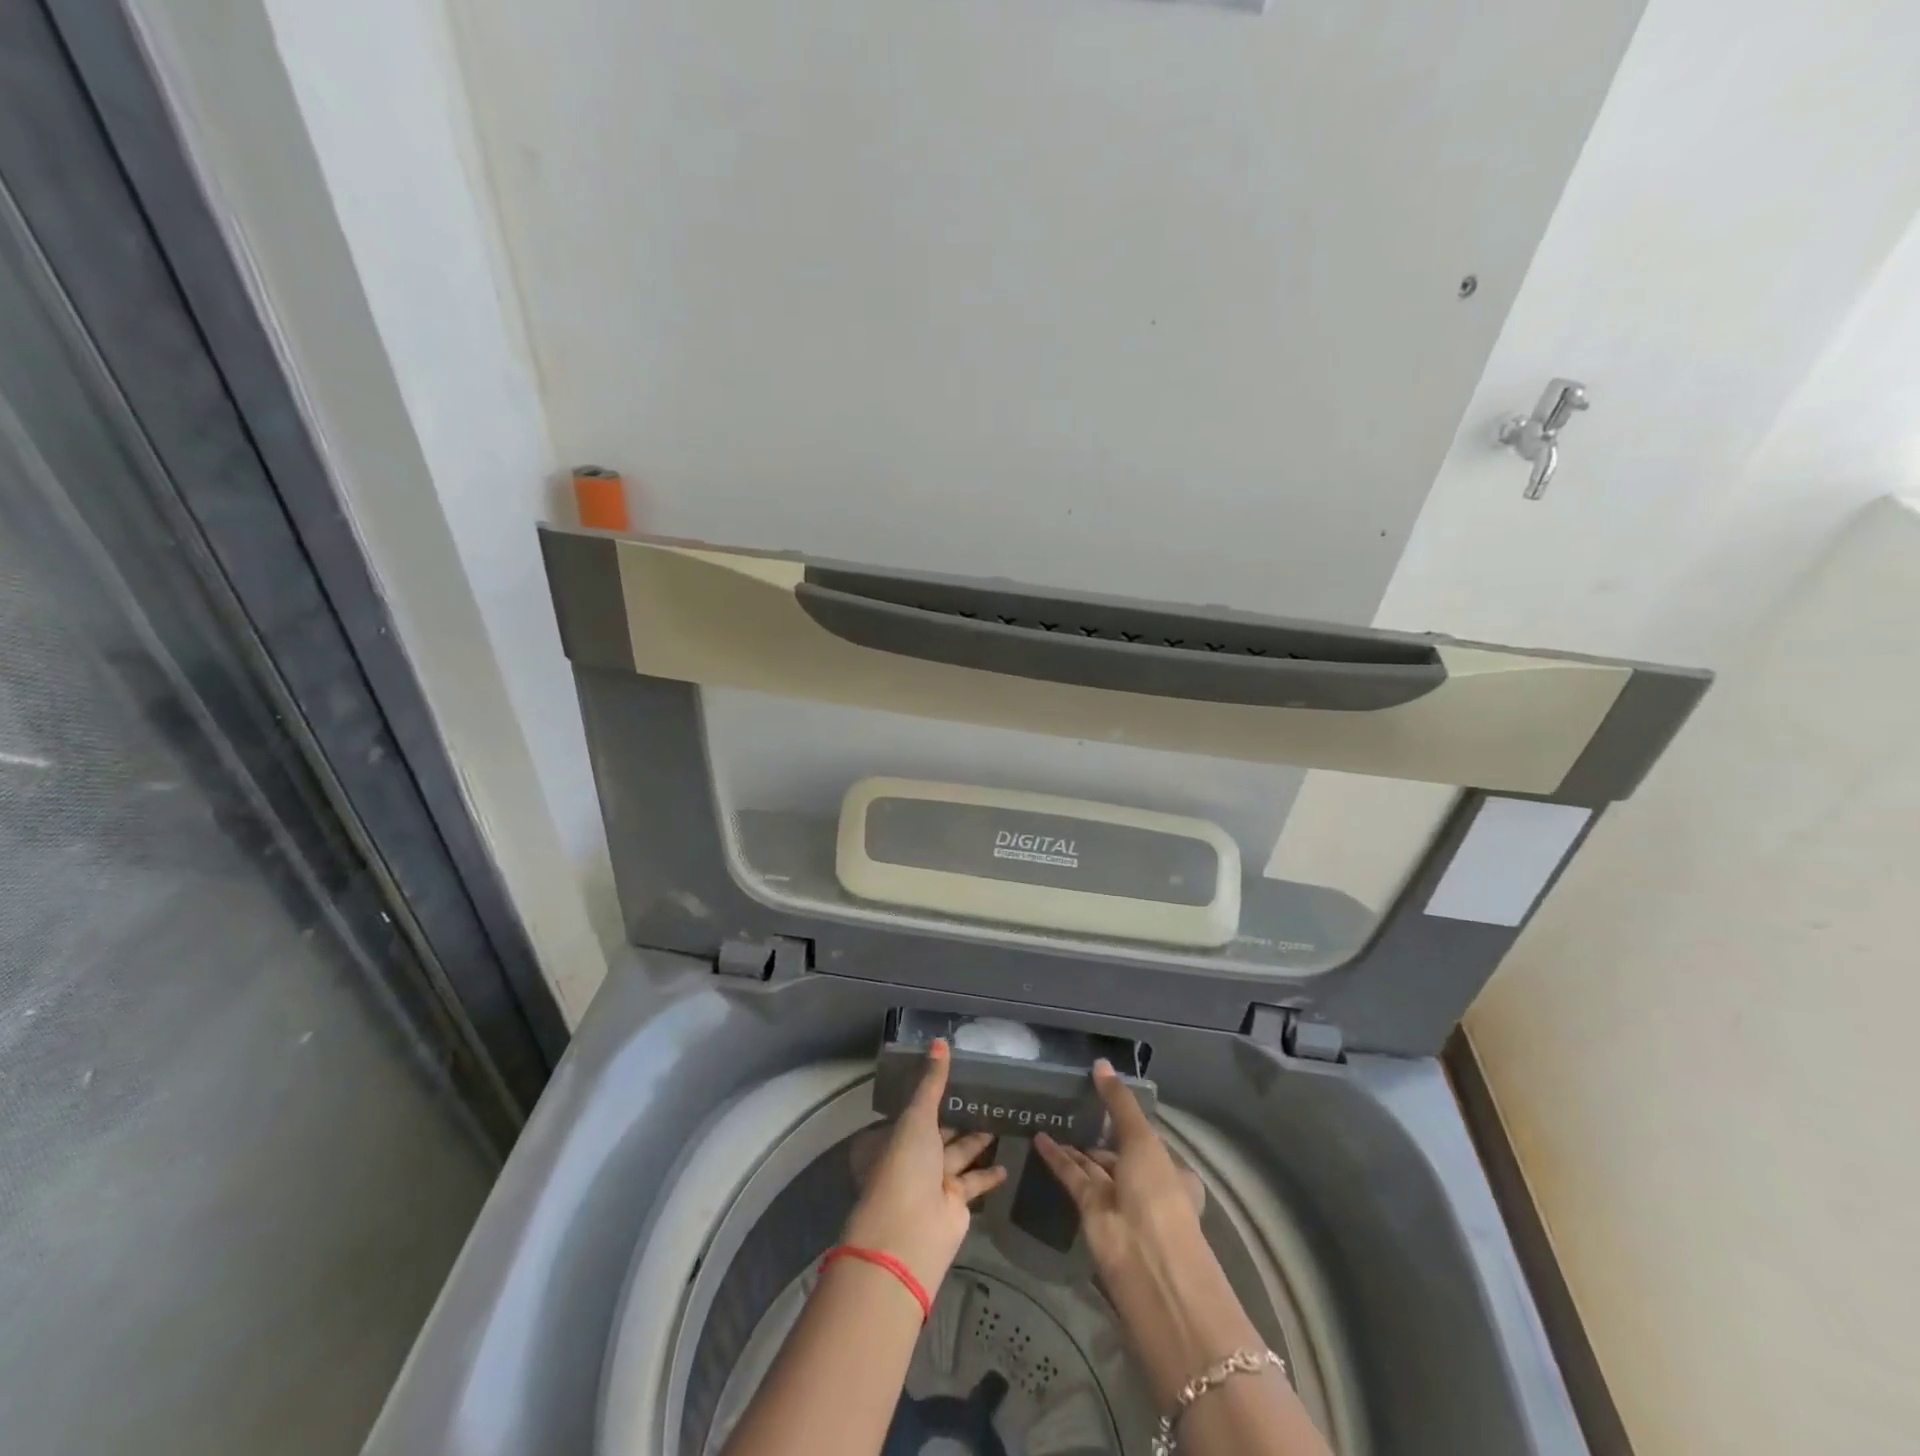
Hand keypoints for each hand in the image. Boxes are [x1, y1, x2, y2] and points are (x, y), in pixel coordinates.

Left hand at [842, 1039, 1007, 1296]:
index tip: (956, 1073)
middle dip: (958, 1115)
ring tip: (999, 1118)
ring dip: (977, 1139)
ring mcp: (934, 1181)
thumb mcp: (917, 1116)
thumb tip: (940, 1040)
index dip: (932, 1092)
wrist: (910, 1232)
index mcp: (897, 1134)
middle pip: (939, 1130)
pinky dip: (988, 1174)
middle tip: (985, 1092)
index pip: (915, 1108)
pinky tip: (1006, 1163)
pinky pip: (975, 1181)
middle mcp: (913, 1156)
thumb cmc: (905, 1165)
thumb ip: (932, 1082)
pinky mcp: (956, 1203)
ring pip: (959, 1153)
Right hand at [1032, 1059, 1203, 1285]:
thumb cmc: (1157, 1194)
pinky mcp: (1091, 1211)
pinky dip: (1057, 1158)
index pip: (1149, 1141)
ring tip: (1051, 1115)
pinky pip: (1073, 1177)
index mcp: (1171, 1170)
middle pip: (1120, 1153)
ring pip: (1094, 1165)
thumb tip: (1100, 1063)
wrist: (1146, 1262)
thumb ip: (1119, 1102)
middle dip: (1100, 1134)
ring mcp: (1118, 1200)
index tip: (1107, 1098)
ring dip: (1075, 1144)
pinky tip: (1039, 1137)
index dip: (1130, 1121)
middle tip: (1073, 1104)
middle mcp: (1146, 1184)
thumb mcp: (1143, 1139)